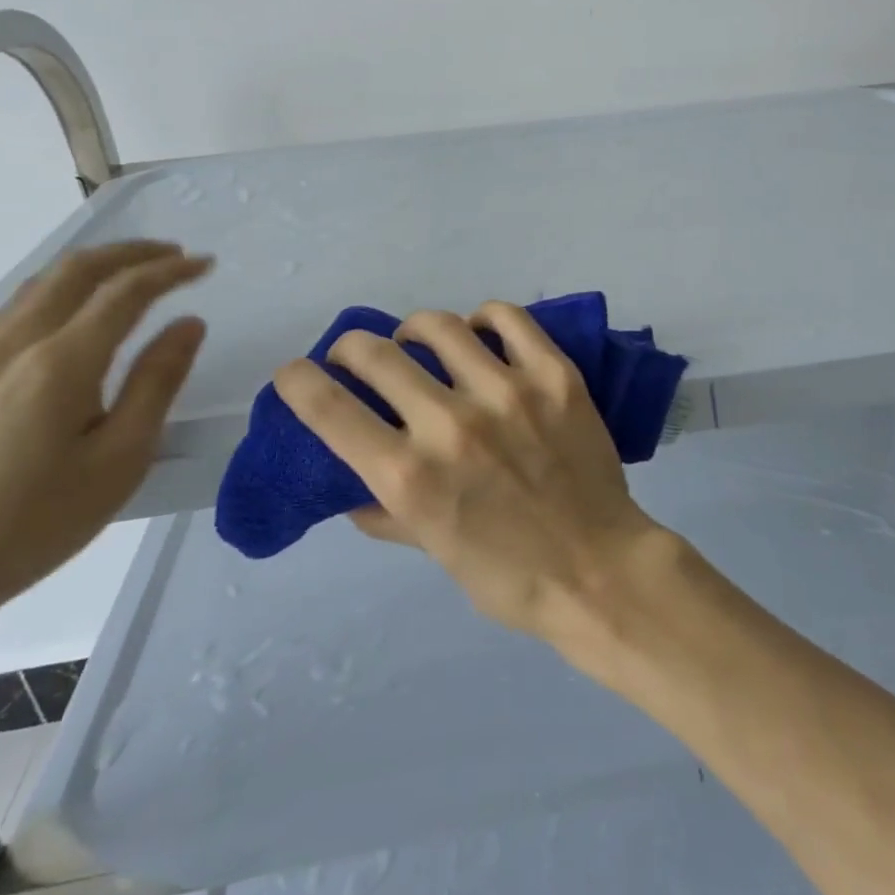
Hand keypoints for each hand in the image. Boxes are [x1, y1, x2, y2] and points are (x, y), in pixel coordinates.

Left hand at [0, 241, 212, 627]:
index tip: (206, 264)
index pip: (126, 292)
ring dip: (88, 269)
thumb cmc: (34, 523)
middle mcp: (14, 345)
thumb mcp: (120, 459)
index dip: (170, 271)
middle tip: (172, 255)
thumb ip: (157, 383)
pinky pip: (5, 314)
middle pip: (75, 271)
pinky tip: (56, 316)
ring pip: (35, 287)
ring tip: (125, 274)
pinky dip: (47, 295)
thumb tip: (189, 323)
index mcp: (61, 363)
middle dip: (130, 254)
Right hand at [273, 302, 671, 641]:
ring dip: (414, 331)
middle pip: (374, 352)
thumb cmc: (509, 576)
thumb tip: (349, 477)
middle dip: (350, 349)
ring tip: (421, 344)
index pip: (326, 407)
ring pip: (438, 324)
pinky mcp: (554, 374)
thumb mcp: (431, 550)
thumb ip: (384, 508)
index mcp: (409, 477)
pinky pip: (505, 318)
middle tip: (358, 358)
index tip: (295, 373)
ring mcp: (507, 391)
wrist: (599, 570)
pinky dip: (482, 318)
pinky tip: (480, 334)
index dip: (296, 380)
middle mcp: (450, 424)